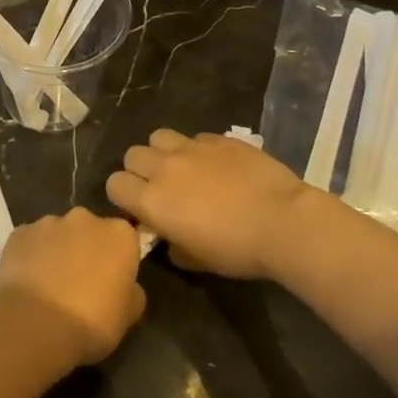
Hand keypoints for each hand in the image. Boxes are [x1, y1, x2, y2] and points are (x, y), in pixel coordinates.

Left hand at [0, 207, 145, 366]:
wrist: (35, 325)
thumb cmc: (91, 321)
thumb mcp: (127, 316)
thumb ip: (132, 293)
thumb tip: (128, 287)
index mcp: (119, 234)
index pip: (124, 239)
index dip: (117, 261)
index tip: (111, 282)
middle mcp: (84, 218)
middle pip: (90, 230)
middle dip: (86, 249)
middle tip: (80, 283)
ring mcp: (48, 222)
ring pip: (57, 234)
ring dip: (57, 251)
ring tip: (49, 286)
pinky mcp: (19, 232)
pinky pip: (30, 242)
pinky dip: (30, 256)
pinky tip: (27, 284)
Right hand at [107, 129, 319, 279]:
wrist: (282, 221)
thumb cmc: (237, 250)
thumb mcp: (197, 261)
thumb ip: (172, 245)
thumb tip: (168, 236)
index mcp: (152, 201)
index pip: (115, 184)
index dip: (124, 196)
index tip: (140, 208)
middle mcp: (164, 168)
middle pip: (132, 155)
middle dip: (140, 170)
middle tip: (160, 187)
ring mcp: (191, 148)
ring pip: (158, 137)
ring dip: (163, 152)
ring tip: (182, 168)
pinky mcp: (218, 138)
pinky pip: (195, 137)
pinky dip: (197, 149)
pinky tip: (216, 165)